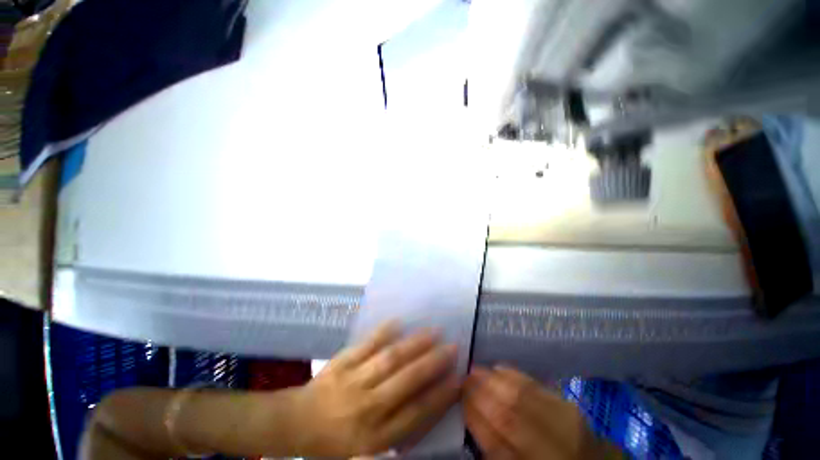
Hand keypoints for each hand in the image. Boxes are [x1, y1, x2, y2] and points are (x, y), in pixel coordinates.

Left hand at [290, 322, 460, 457]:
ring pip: (389, 359)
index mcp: (375, 437)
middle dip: (432, 363)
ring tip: (433, 331)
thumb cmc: (336, 441)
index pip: (416, 414)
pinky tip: (398, 321)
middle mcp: (367, 408)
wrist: (296, 424)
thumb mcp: (369, 448)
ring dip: (414, 344)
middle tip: (452, 347)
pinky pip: (365, 345)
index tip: (458, 378)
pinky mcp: (341, 363)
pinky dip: (382, 332)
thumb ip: (399, 429)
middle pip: (406, 382)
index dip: (440, 396)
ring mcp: (353, 381)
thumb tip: (429, 404)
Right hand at [464, 366, 620, 459]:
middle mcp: (551, 450)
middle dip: (481, 393)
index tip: (459, 398)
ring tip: (475, 370)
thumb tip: (473, 416)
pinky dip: (513, 375)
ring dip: (493, 380)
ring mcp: (565, 424)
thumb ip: (496, 450)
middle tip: (463, 378)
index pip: (496, 444)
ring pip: (521, 396)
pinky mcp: (569, 405)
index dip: (474, 418)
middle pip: (509, 416)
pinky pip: (536, 385)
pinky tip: (498, 369)